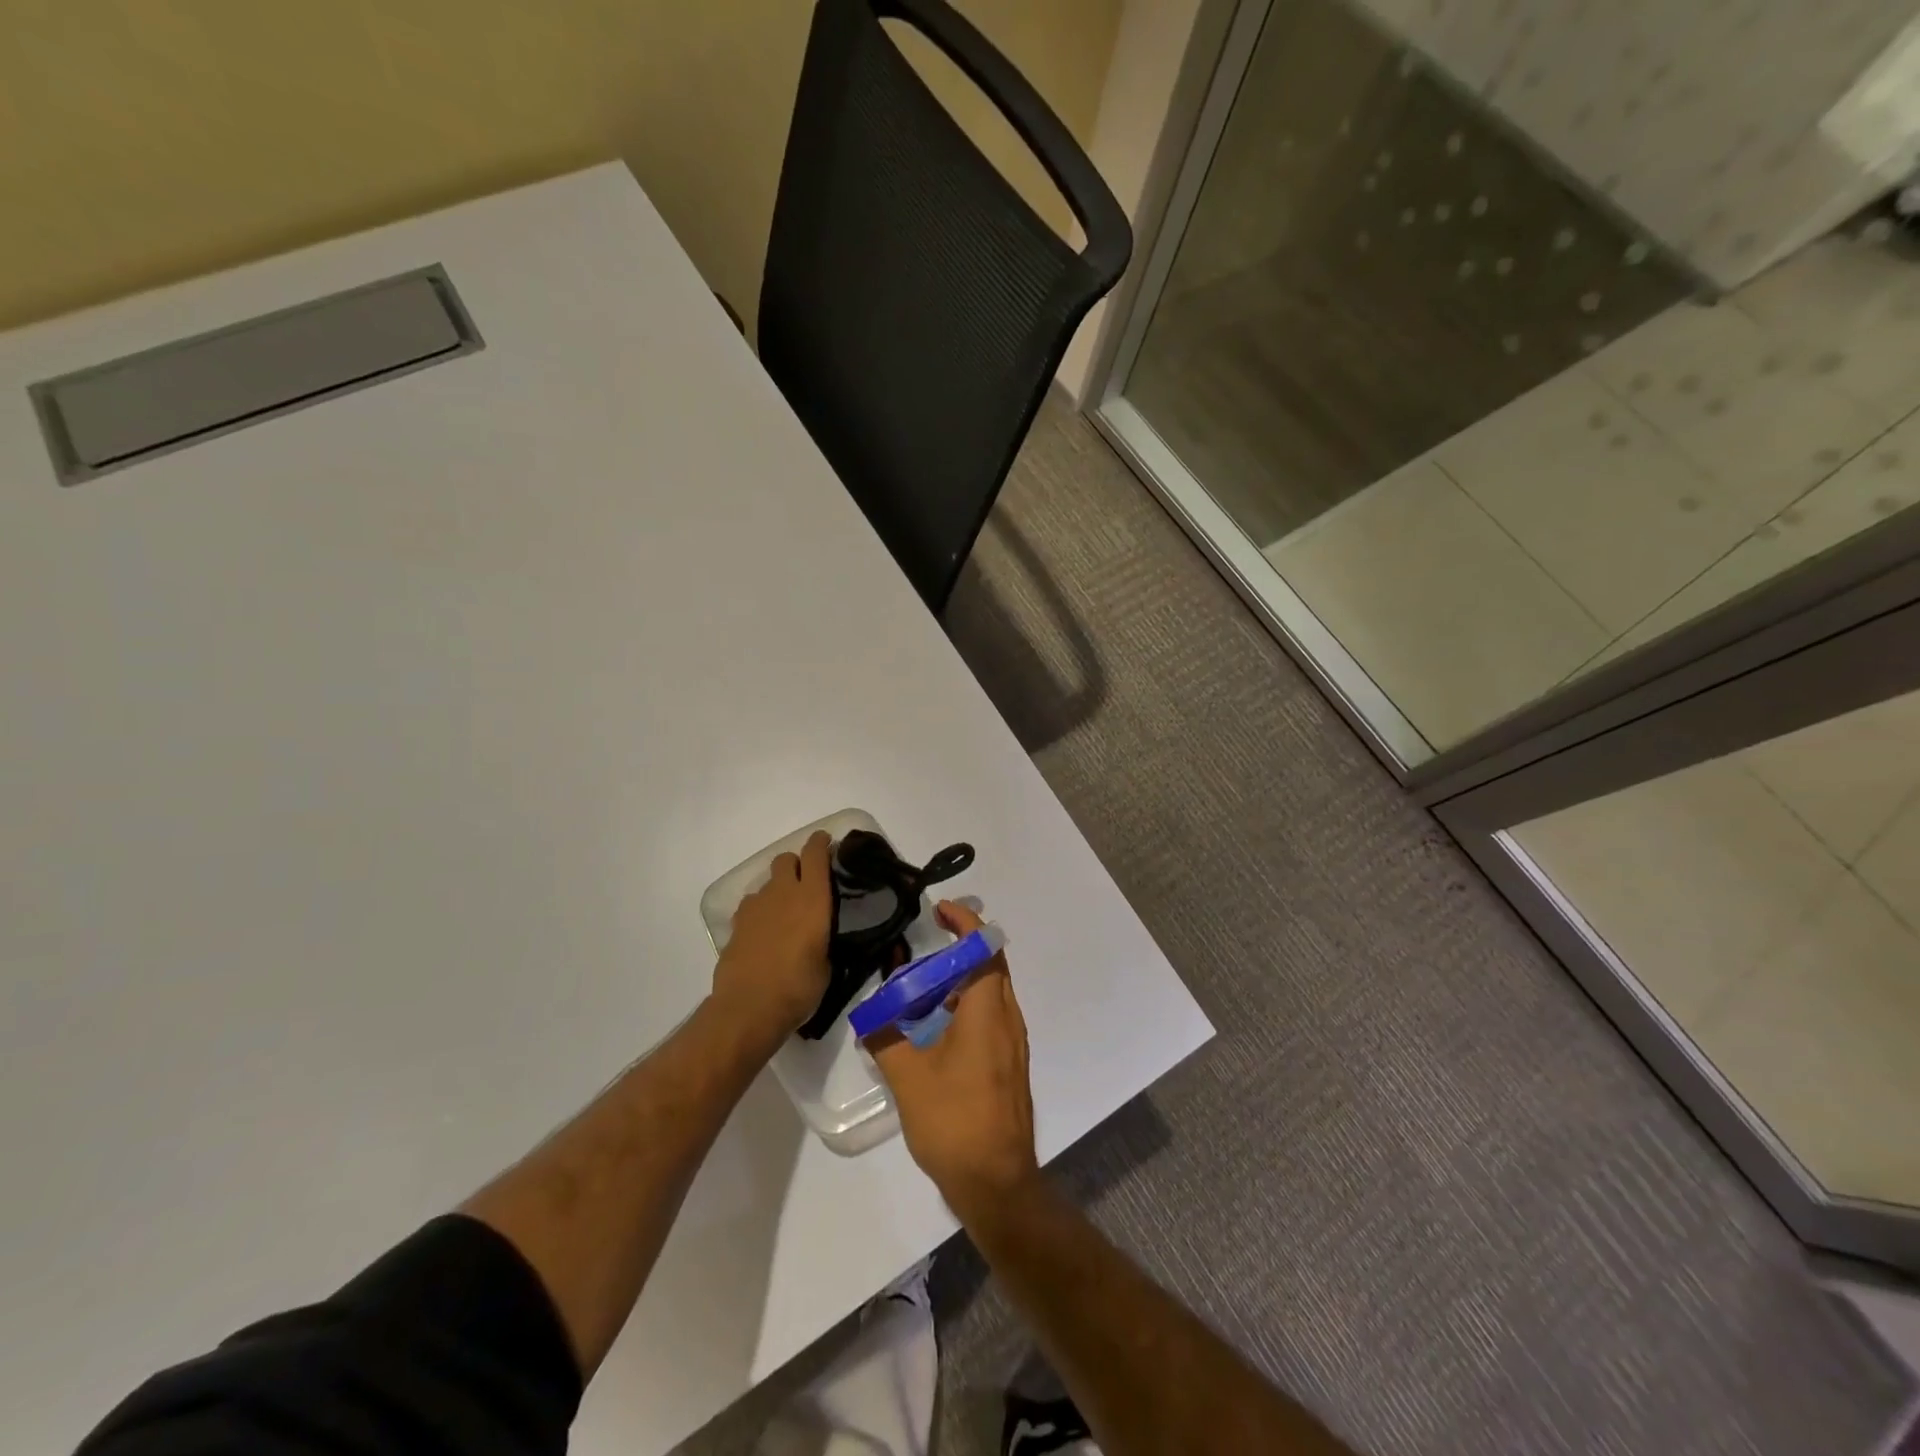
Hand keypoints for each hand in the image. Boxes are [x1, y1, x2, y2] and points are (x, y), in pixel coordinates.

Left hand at [712, 831, 833, 1054]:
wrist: (749, 1008)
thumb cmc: (799, 987)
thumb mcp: (827, 964)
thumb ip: (824, 938)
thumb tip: (820, 935)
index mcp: (812, 898)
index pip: (815, 854)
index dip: (821, 843)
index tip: (827, 842)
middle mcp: (782, 893)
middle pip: (786, 859)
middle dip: (796, 865)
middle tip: (806, 883)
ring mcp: (755, 907)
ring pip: (767, 883)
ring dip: (777, 890)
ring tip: (784, 914)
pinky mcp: (736, 924)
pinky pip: (751, 905)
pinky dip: (760, 911)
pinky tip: (764, 932)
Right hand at [869, 900, 1037, 1216]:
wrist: (997, 1183)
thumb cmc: (954, 1122)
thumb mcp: (908, 1078)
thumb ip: (885, 1038)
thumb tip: (869, 1014)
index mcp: (987, 1011)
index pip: (984, 948)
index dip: (964, 923)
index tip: (939, 910)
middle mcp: (1007, 1019)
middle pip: (991, 966)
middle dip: (961, 947)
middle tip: (926, 943)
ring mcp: (1013, 1044)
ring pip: (991, 993)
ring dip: (963, 979)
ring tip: (924, 985)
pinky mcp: (1010, 1064)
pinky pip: (991, 1017)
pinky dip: (967, 1005)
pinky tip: (936, 1027)